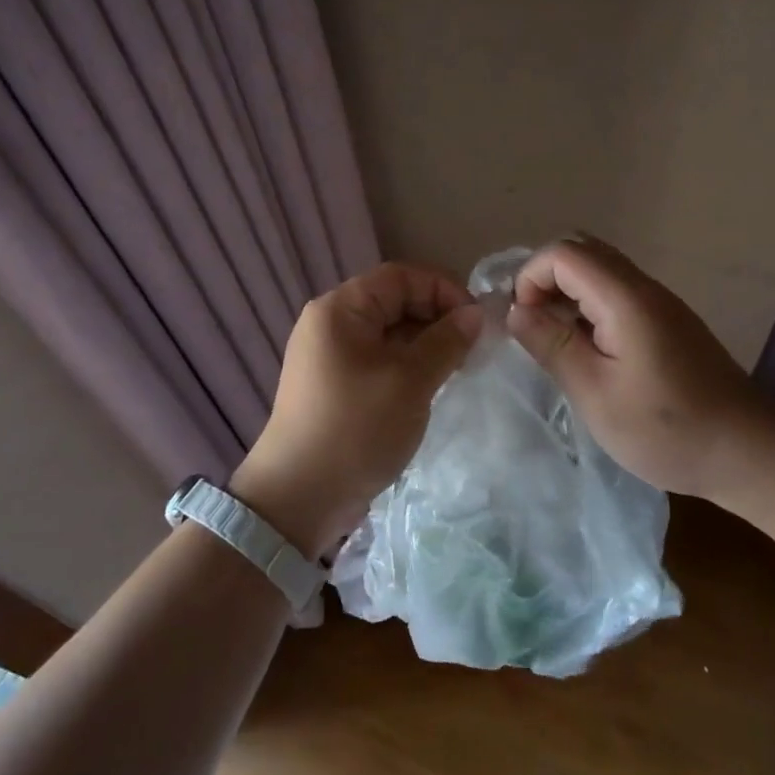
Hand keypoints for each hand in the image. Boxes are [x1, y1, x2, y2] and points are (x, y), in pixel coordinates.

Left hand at [231, 262, 482, 555]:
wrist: (298, 498)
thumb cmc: (356, 428)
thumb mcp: (409, 382)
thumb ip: (446, 341)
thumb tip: (474, 314)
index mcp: (340, 309)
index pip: (399, 276)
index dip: (442, 289)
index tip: (476, 320)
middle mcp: (330, 323)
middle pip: (392, 301)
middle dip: (435, 318)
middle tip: (471, 348)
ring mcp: (329, 355)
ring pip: (387, 333)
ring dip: (424, 344)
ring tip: (457, 369)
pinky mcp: (334, 384)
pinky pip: (377, 359)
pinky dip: (406, 365)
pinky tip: (430, 387)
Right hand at [506, 236, 774, 523]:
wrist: (751, 452)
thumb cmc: (668, 430)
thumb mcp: (596, 394)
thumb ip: (552, 346)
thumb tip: (514, 310)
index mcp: (625, 299)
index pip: (563, 253)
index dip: (530, 278)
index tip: (521, 322)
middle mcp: (643, 287)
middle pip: (582, 251)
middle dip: (545, 279)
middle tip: (532, 325)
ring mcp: (660, 302)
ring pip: (599, 270)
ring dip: (566, 293)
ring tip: (553, 339)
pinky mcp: (668, 321)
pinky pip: (616, 291)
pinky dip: (588, 306)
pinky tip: (587, 350)